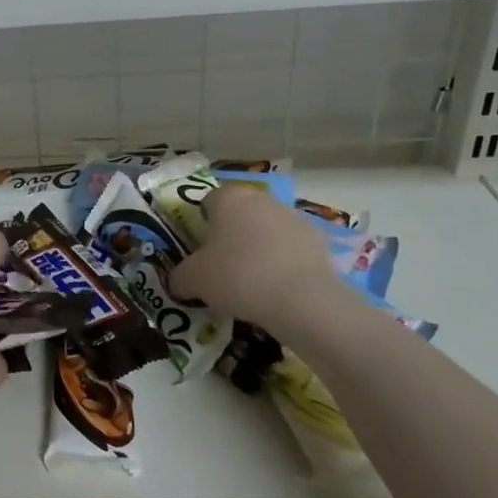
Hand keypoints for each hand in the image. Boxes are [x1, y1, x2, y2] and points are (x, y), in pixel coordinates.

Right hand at [170, 182, 347, 333]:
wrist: (301, 299)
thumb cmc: (237, 276)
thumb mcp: (193, 280)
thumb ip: (179, 277)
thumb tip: (178, 282)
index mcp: (229, 198)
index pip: (208, 201)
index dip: (201, 224)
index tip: (200, 251)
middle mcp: (262, 199)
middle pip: (240, 214)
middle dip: (231, 236)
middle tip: (222, 268)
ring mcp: (294, 218)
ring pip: (267, 230)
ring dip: (259, 249)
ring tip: (252, 284)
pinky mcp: (318, 241)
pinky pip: (291, 250)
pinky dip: (283, 264)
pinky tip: (278, 290)